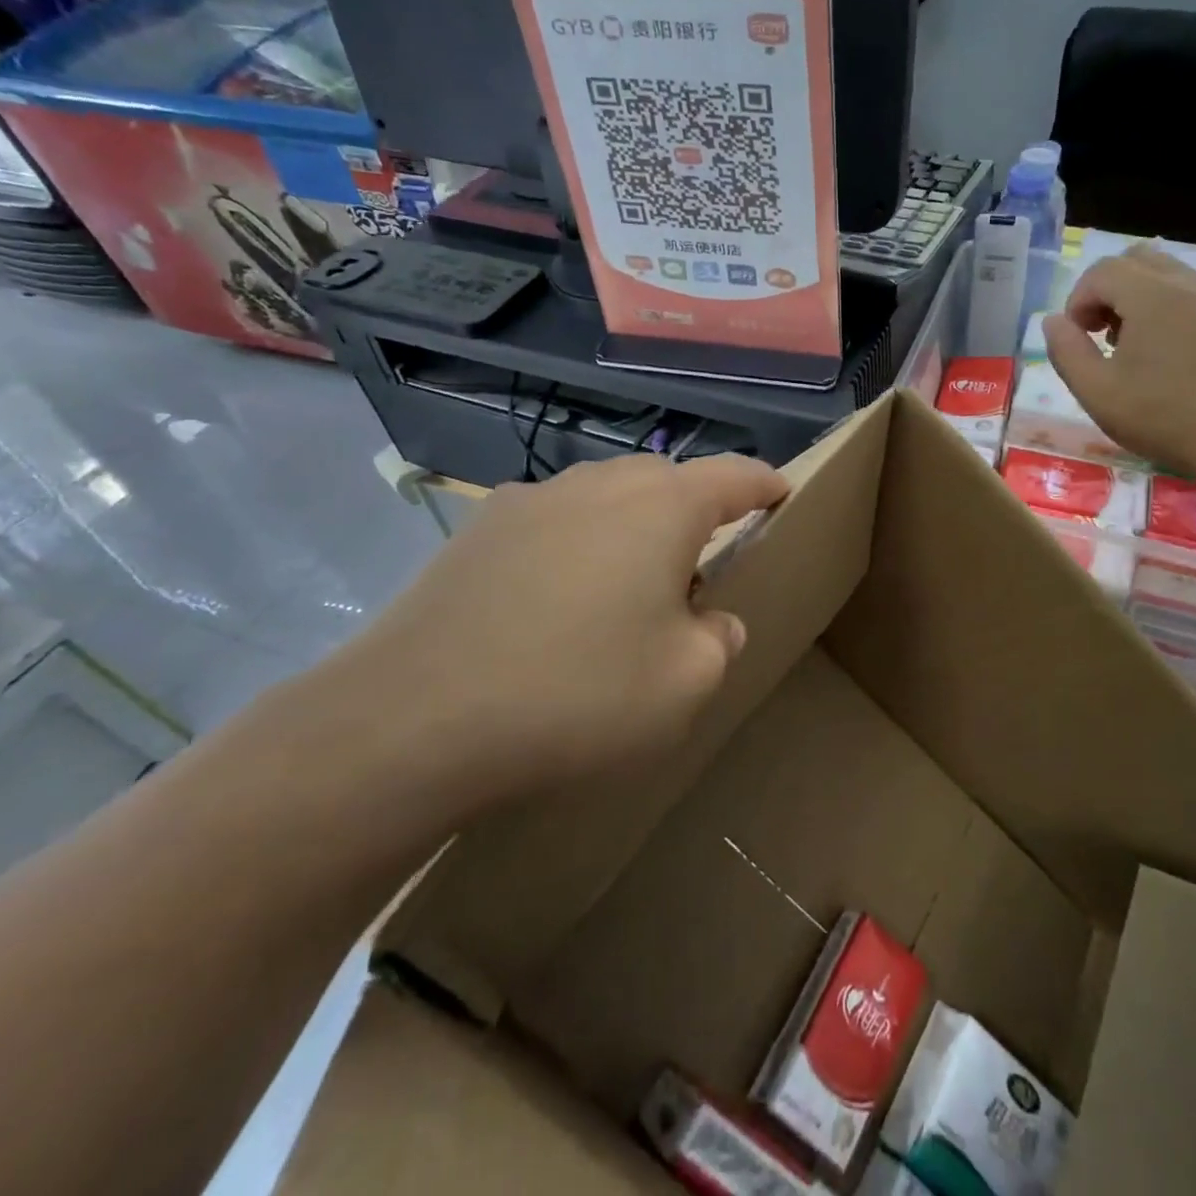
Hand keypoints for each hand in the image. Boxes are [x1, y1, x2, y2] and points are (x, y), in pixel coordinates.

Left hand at [281, 453, 787, 810]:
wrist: (412, 719)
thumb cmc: (578, 693)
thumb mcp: (685, 683)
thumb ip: (718, 640)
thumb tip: (710, 620)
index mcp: (663, 507)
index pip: (734, 476)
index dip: (765, 484)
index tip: (782, 494)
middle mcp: (600, 484)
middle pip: (667, 481)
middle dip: (695, 514)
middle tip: (699, 571)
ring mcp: (532, 500)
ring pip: (607, 498)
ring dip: (633, 530)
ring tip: (627, 590)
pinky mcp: (479, 529)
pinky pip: (555, 521)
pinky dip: (578, 546)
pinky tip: (557, 603)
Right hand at [1042, 243, 1195, 482]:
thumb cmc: (1163, 418)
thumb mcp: (1097, 393)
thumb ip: (1066, 351)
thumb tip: (1054, 322)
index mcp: (1151, 296)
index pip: (1102, 271)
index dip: (1078, 300)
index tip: (1078, 338)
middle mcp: (1189, 284)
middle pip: (1137, 260)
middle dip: (1109, 290)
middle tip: (1103, 334)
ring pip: (1171, 274)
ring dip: (1141, 299)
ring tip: (1137, 346)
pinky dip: (1174, 310)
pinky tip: (1174, 356)